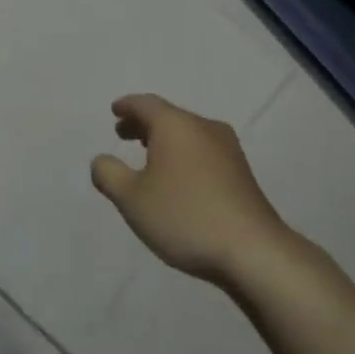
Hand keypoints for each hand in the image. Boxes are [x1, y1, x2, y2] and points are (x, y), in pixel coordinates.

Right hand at [90, 93, 288, 284]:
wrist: (253, 249)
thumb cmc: (185, 216)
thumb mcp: (132, 199)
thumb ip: (109, 175)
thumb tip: (101, 160)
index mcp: (175, 125)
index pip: (145, 104)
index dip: (127, 106)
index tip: (115, 110)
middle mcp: (203, 127)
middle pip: (168, 116)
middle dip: (143, 123)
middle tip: (123, 134)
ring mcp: (228, 148)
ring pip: (187, 133)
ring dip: (164, 140)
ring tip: (148, 156)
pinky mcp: (241, 171)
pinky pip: (203, 150)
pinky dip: (183, 153)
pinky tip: (178, 177)